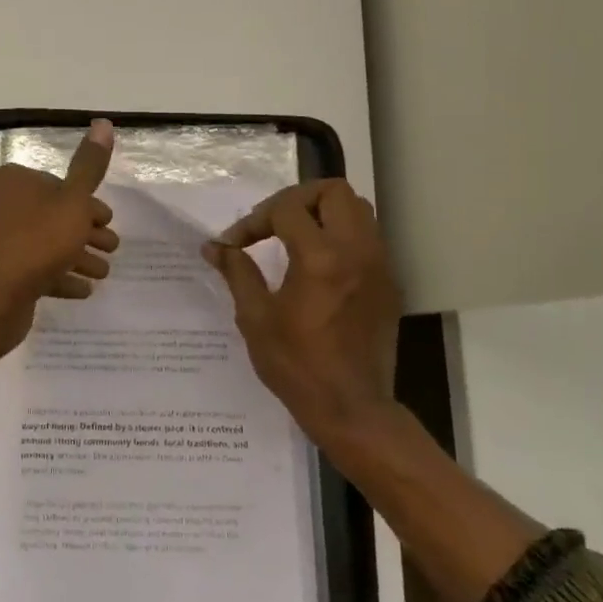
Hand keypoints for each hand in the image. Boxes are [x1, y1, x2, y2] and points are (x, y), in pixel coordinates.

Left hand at [0, 120, 120, 354]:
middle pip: (51, 215)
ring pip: (43, 243)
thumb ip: (89, 166)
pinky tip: (82, 290)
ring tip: (102, 274)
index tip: (107, 222)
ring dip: (76, 257)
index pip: (56, 185)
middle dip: (84, 233)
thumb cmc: (37, 241)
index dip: (86, 204)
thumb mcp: (73, 201)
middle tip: (111, 249)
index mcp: (11, 181)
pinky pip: (31, 268)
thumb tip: (103, 122)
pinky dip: (57, 276)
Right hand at [203, 179, 401, 447]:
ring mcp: (378, 266)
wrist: (352, 409)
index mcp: (320, 258)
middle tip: (272, 223)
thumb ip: (237, 272)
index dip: (254, 219)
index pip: (287, 208)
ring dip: (323, 213)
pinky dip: (340, 236)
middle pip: (334, 192)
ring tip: (294, 237)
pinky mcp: (387, 283)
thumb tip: (214, 247)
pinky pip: (367, 238)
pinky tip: (317, 264)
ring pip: (357, 210)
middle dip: (297, 199)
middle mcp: (356, 252)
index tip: (235, 244)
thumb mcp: (255, 318)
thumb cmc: (297, 366)